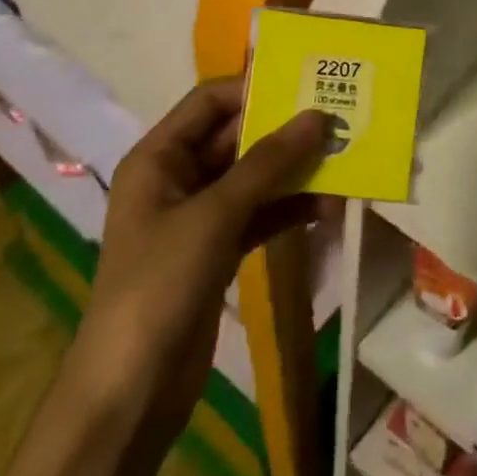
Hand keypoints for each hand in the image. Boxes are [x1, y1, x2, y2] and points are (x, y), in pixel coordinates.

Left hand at [62, 78, 328, 440]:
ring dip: (294, 173)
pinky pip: (259, 215)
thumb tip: (318, 115)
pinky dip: (289, 210)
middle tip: (340, 122)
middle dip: (285, 132)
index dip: (256, 88)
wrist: (130, 391)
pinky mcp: (218, 251)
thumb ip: (268, 163)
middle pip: (236, 138)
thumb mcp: (215, 215)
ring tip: (345, 164)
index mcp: (159, 157)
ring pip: (253, 178)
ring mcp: (199, 217)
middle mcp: (177, 178)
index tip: (308, 84)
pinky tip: (327, 209)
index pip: (210, 102)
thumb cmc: (160, 284)